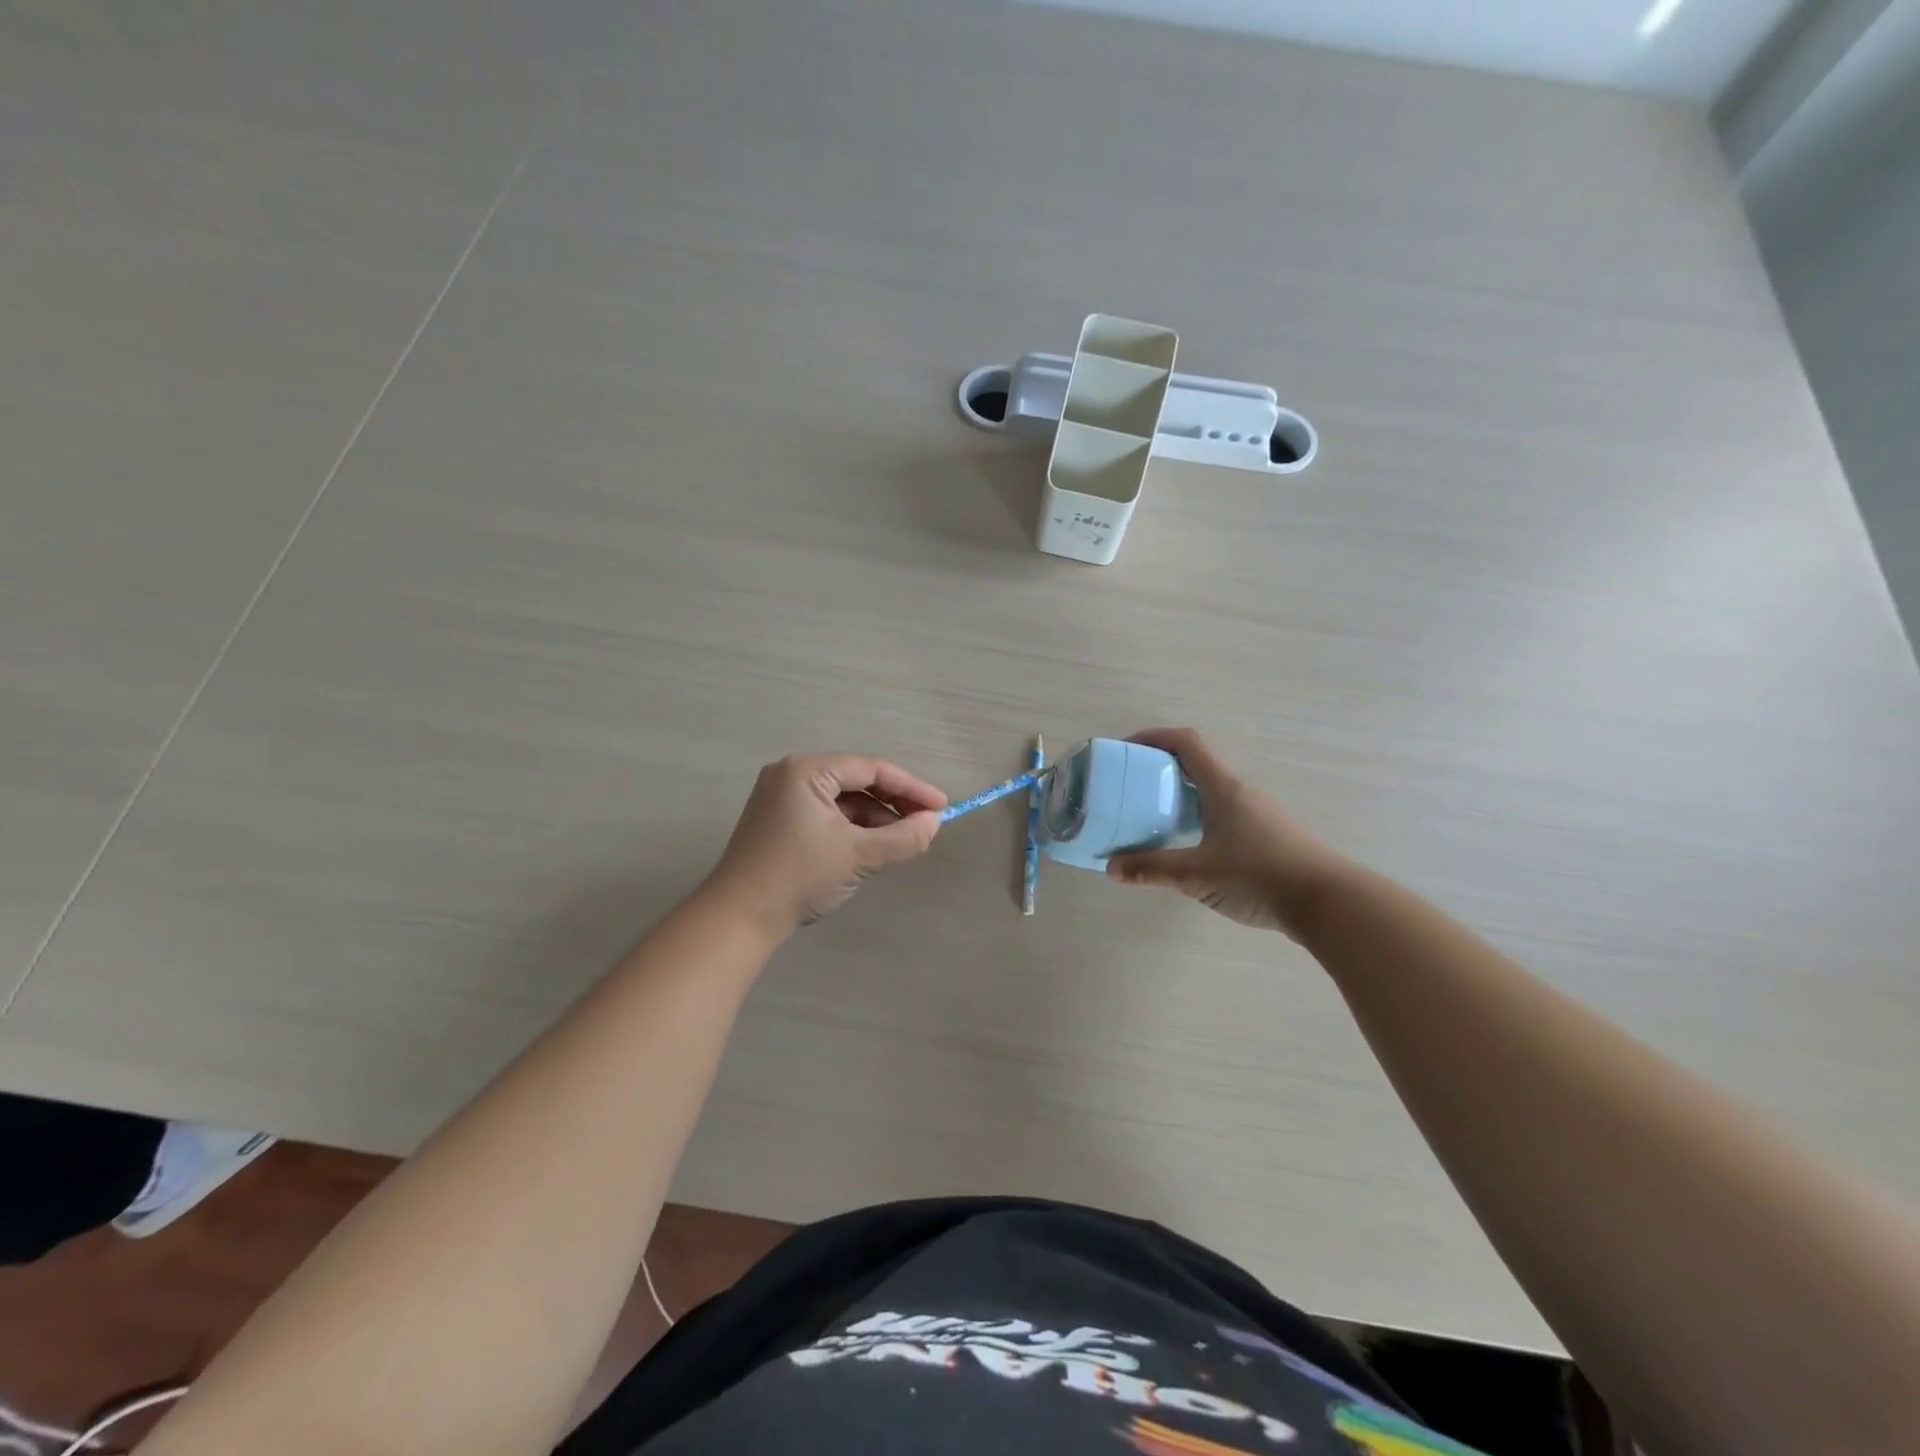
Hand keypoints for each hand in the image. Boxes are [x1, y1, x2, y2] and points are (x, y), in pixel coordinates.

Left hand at [702, 753, 946, 937]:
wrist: (738, 919)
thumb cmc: (798, 877)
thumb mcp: (858, 856)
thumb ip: (903, 838)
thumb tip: (934, 824)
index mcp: (806, 771)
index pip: (871, 769)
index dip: (911, 788)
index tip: (942, 807)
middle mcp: (791, 775)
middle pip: (857, 781)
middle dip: (894, 803)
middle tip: (927, 824)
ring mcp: (781, 798)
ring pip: (843, 800)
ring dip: (875, 818)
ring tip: (904, 841)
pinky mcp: (779, 822)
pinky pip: (827, 815)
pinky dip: (853, 828)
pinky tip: (873, 847)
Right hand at [1106, 728, 1347, 936]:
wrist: (1328, 903)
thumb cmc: (1259, 876)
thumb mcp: (1197, 874)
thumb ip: (1152, 869)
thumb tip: (1111, 867)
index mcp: (1223, 788)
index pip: (1186, 743)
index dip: (1154, 737)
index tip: (1126, 749)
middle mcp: (1240, 793)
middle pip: (1196, 765)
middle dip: (1160, 770)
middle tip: (1132, 788)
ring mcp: (1257, 814)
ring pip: (1210, 792)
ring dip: (1180, 796)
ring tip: (1152, 817)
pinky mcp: (1266, 837)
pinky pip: (1222, 814)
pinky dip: (1198, 818)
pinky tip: (1188, 846)